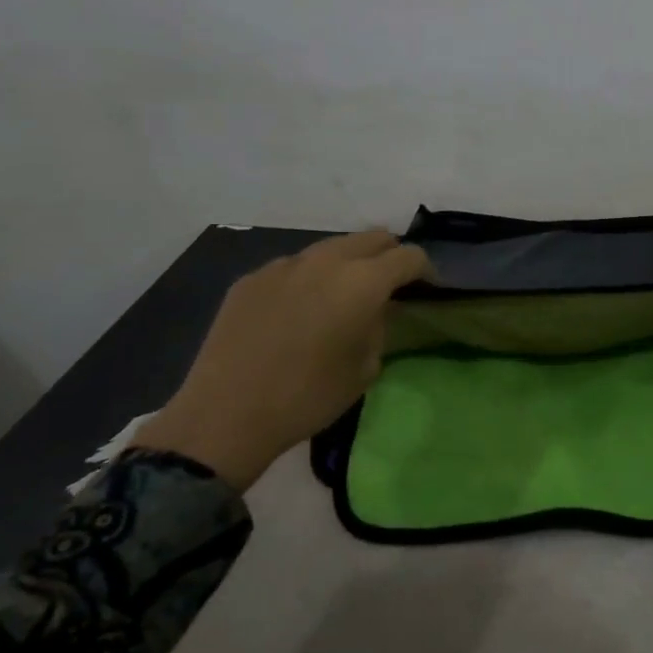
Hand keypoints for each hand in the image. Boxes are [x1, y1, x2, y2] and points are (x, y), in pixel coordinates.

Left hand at [132, 230, 431, 491]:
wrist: (227, 413)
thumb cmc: (309, 397)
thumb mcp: (364, 369)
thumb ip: (379, 327)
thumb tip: (377, 309)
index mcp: (363, 282)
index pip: (409, 256)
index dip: (424, 270)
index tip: (426, 289)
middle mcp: (326, 261)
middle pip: (372, 238)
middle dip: (389, 256)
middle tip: (390, 286)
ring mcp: (284, 265)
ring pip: (331, 248)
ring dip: (348, 263)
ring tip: (343, 295)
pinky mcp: (252, 278)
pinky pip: (294, 266)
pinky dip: (309, 278)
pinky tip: (299, 310)